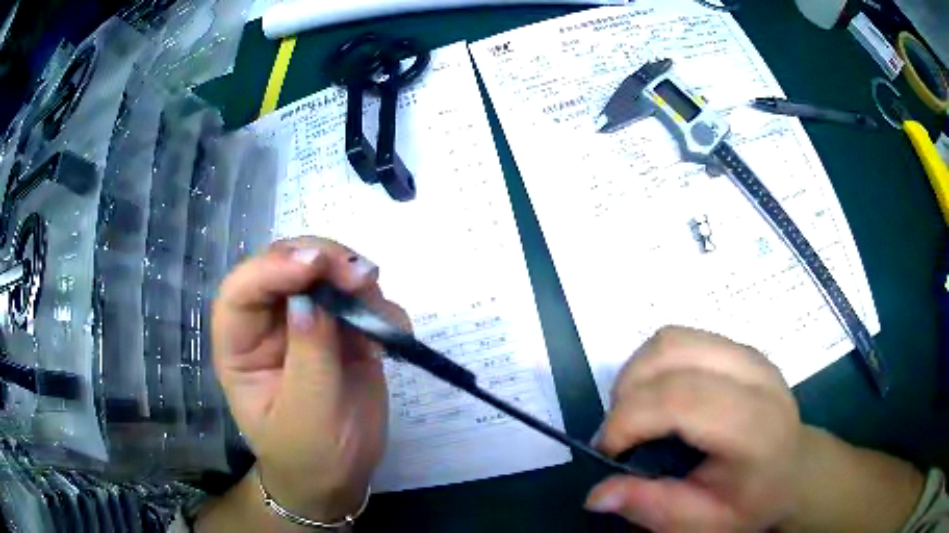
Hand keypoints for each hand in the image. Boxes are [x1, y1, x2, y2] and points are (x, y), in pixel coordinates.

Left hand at [212, 237, 405, 520]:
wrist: (339, 477)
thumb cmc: (309, 456)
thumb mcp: (306, 415)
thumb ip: (309, 356)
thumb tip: (311, 299)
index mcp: (240, 345)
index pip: (242, 291)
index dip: (273, 268)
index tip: (316, 265)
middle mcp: (269, 324)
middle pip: (285, 264)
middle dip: (323, 259)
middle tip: (362, 275)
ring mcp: (307, 323)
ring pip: (326, 272)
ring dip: (356, 278)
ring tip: (379, 309)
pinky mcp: (342, 331)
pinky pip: (360, 300)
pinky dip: (381, 306)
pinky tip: (390, 336)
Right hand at [585, 326, 800, 531]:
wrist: (794, 469)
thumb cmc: (752, 501)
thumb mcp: (703, 523)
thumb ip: (651, 508)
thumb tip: (596, 494)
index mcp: (754, 426)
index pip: (681, 399)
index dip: (630, 420)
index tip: (606, 452)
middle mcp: (755, 376)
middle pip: (672, 355)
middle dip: (626, 394)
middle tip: (619, 436)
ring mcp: (747, 354)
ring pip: (672, 339)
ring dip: (636, 374)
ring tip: (633, 414)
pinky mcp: (738, 347)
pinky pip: (680, 339)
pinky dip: (653, 364)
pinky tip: (656, 398)